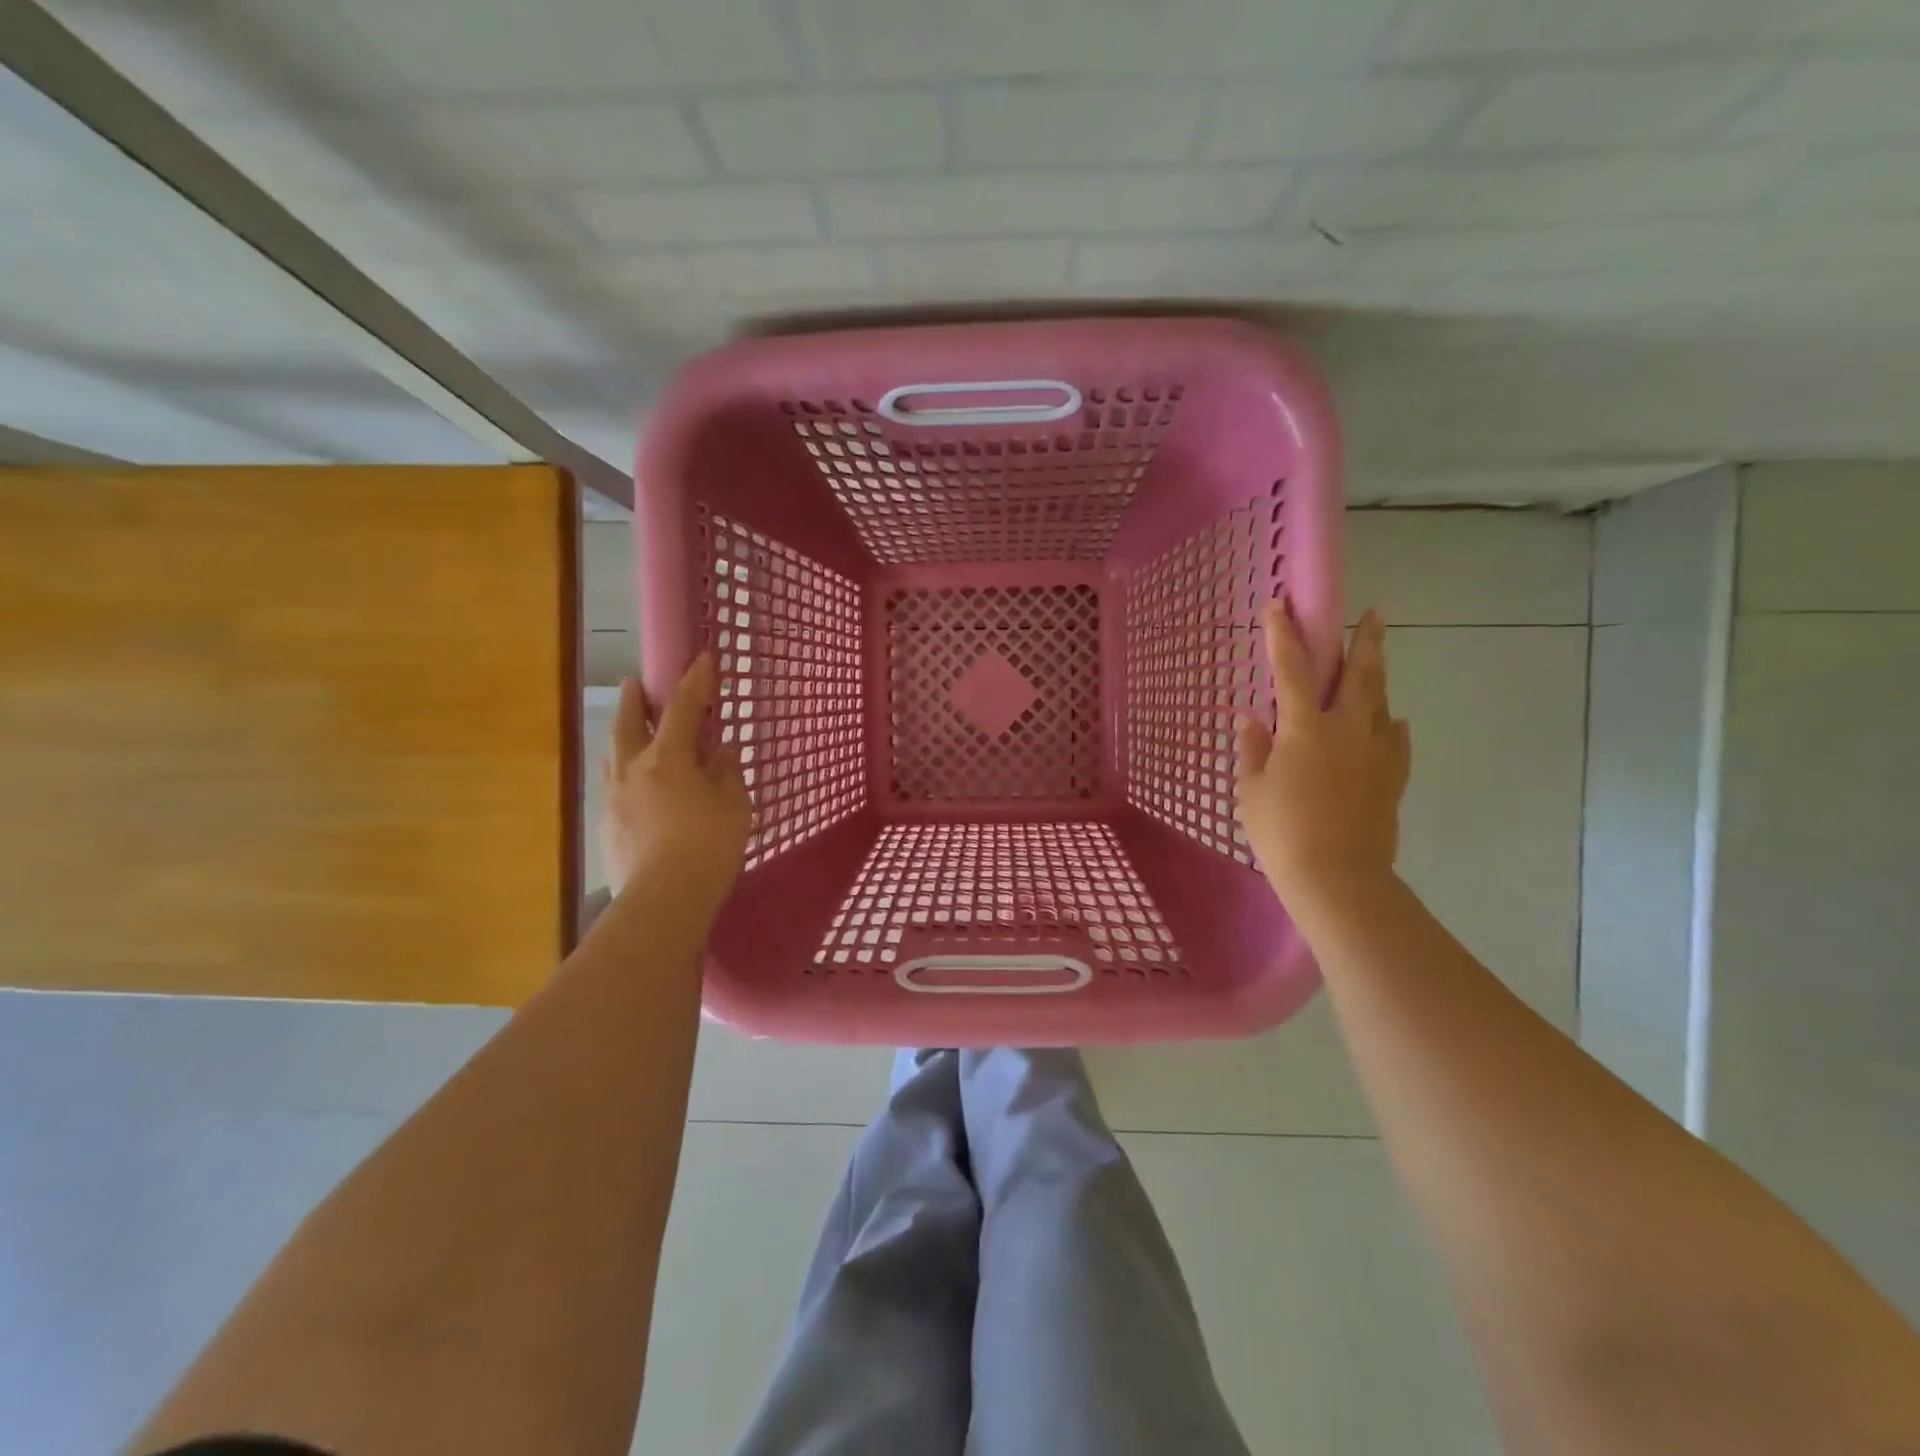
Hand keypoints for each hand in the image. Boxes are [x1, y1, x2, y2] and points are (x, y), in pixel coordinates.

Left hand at [598, 654, 751, 913]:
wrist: (664, 898)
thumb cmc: (709, 845)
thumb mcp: (734, 805)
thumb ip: (726, 773)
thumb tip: (720, 753)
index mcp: (668, 758)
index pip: (684, 708)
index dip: (696, 681)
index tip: (703, 658)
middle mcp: (633, 769)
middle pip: (629, 723)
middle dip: (636, 699)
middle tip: (635, 681)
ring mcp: (613, 798)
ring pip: (613, 754)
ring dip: (622, 735)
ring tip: (630, 732)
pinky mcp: (607, 826)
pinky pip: (613, 785)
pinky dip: (624, 772)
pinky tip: (633, 785)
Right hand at [1236, 604, 1410, 908]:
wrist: (1337, 877)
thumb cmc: (1281, 830)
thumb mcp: (1251, 789)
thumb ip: (1253, 750)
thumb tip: (1252, 719)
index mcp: (1304, 727)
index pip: (1292, 669)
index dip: (1283, 635)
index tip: (1279, 605)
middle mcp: (1346, 729)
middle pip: (1360, 675)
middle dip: (1365, 640)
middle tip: (1376, 613)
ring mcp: (1375, 753)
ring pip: (1381, 704)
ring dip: (1378, 678)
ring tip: (1377, 661)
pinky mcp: (1392, 779)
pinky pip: (1395, 743)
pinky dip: (1391, 727)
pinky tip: (1392, 723)